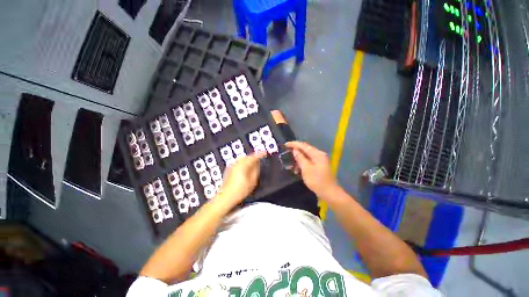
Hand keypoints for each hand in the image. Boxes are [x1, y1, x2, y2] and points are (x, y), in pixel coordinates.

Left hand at [217, 151, 266, 206]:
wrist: (226, 197)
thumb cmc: (240, 190)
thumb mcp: (252, 181)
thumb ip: (256, 171)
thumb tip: (258, 164)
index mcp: (243, 165)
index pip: (253, 157)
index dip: (259, 154)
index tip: (264, 153)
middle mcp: (236, 163)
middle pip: (247, 156)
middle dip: (253, 156)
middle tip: (259, 159)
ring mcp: (232, 166)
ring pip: (242, 159)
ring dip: (248, 159)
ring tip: (253, 163)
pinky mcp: (229, 169)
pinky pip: (238, 162)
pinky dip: (243, 162)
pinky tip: (245, 168)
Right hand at [286, 141, 339, 197]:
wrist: (329, 193)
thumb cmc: (317, 181)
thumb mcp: (306, 169)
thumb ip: (300, 158)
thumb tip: (295, 150)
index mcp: (317, 154)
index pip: (304, 145)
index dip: (294, 144)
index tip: (285, 144)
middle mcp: (319, 154)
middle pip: (305, 149)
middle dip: (296, 150)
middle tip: (286, 152)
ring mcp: (320, 160)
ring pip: (307, 155)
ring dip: (299, 158)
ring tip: (291, 164)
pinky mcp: (319, 165)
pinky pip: (309, 161)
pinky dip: (302, 163)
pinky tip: (298, 169)